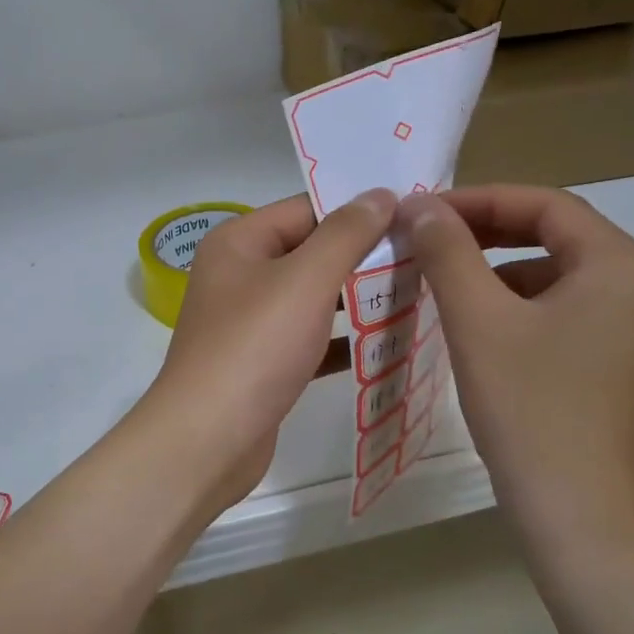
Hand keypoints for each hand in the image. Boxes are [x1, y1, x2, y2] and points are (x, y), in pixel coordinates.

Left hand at [145, 190, 395, 508]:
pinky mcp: (261, 366)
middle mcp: (238, 277)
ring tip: (418, 293)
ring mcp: (248, 325)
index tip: (414, 215)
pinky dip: (342, 342)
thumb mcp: (305, 280)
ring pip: (311, 301)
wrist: (208, 439)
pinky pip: (308, 342)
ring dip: (357, 300)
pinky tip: (387, 343)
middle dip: (363, 257)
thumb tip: (379, 194)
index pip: (305, 210)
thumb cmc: (254, 347)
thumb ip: (346, 234)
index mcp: (238, 243)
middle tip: (425, 256)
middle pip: (309, 254)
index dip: (357, 210)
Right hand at [397, 186, 633, 578]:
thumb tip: (419, 204)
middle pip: (554, 239)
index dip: (478, 200)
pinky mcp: (615, 369)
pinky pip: (560, 317)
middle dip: (485, 236)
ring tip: (441, 289)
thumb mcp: (479, 322)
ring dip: (495, 276)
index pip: (545, 205)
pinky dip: (515, 312)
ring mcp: (632, 333)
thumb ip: (448, 253)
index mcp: (620, 266)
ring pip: (554, 281)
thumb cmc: (530, 408)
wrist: (578, 515)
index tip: (421, 212)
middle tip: (425, 243)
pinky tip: (475, 334)